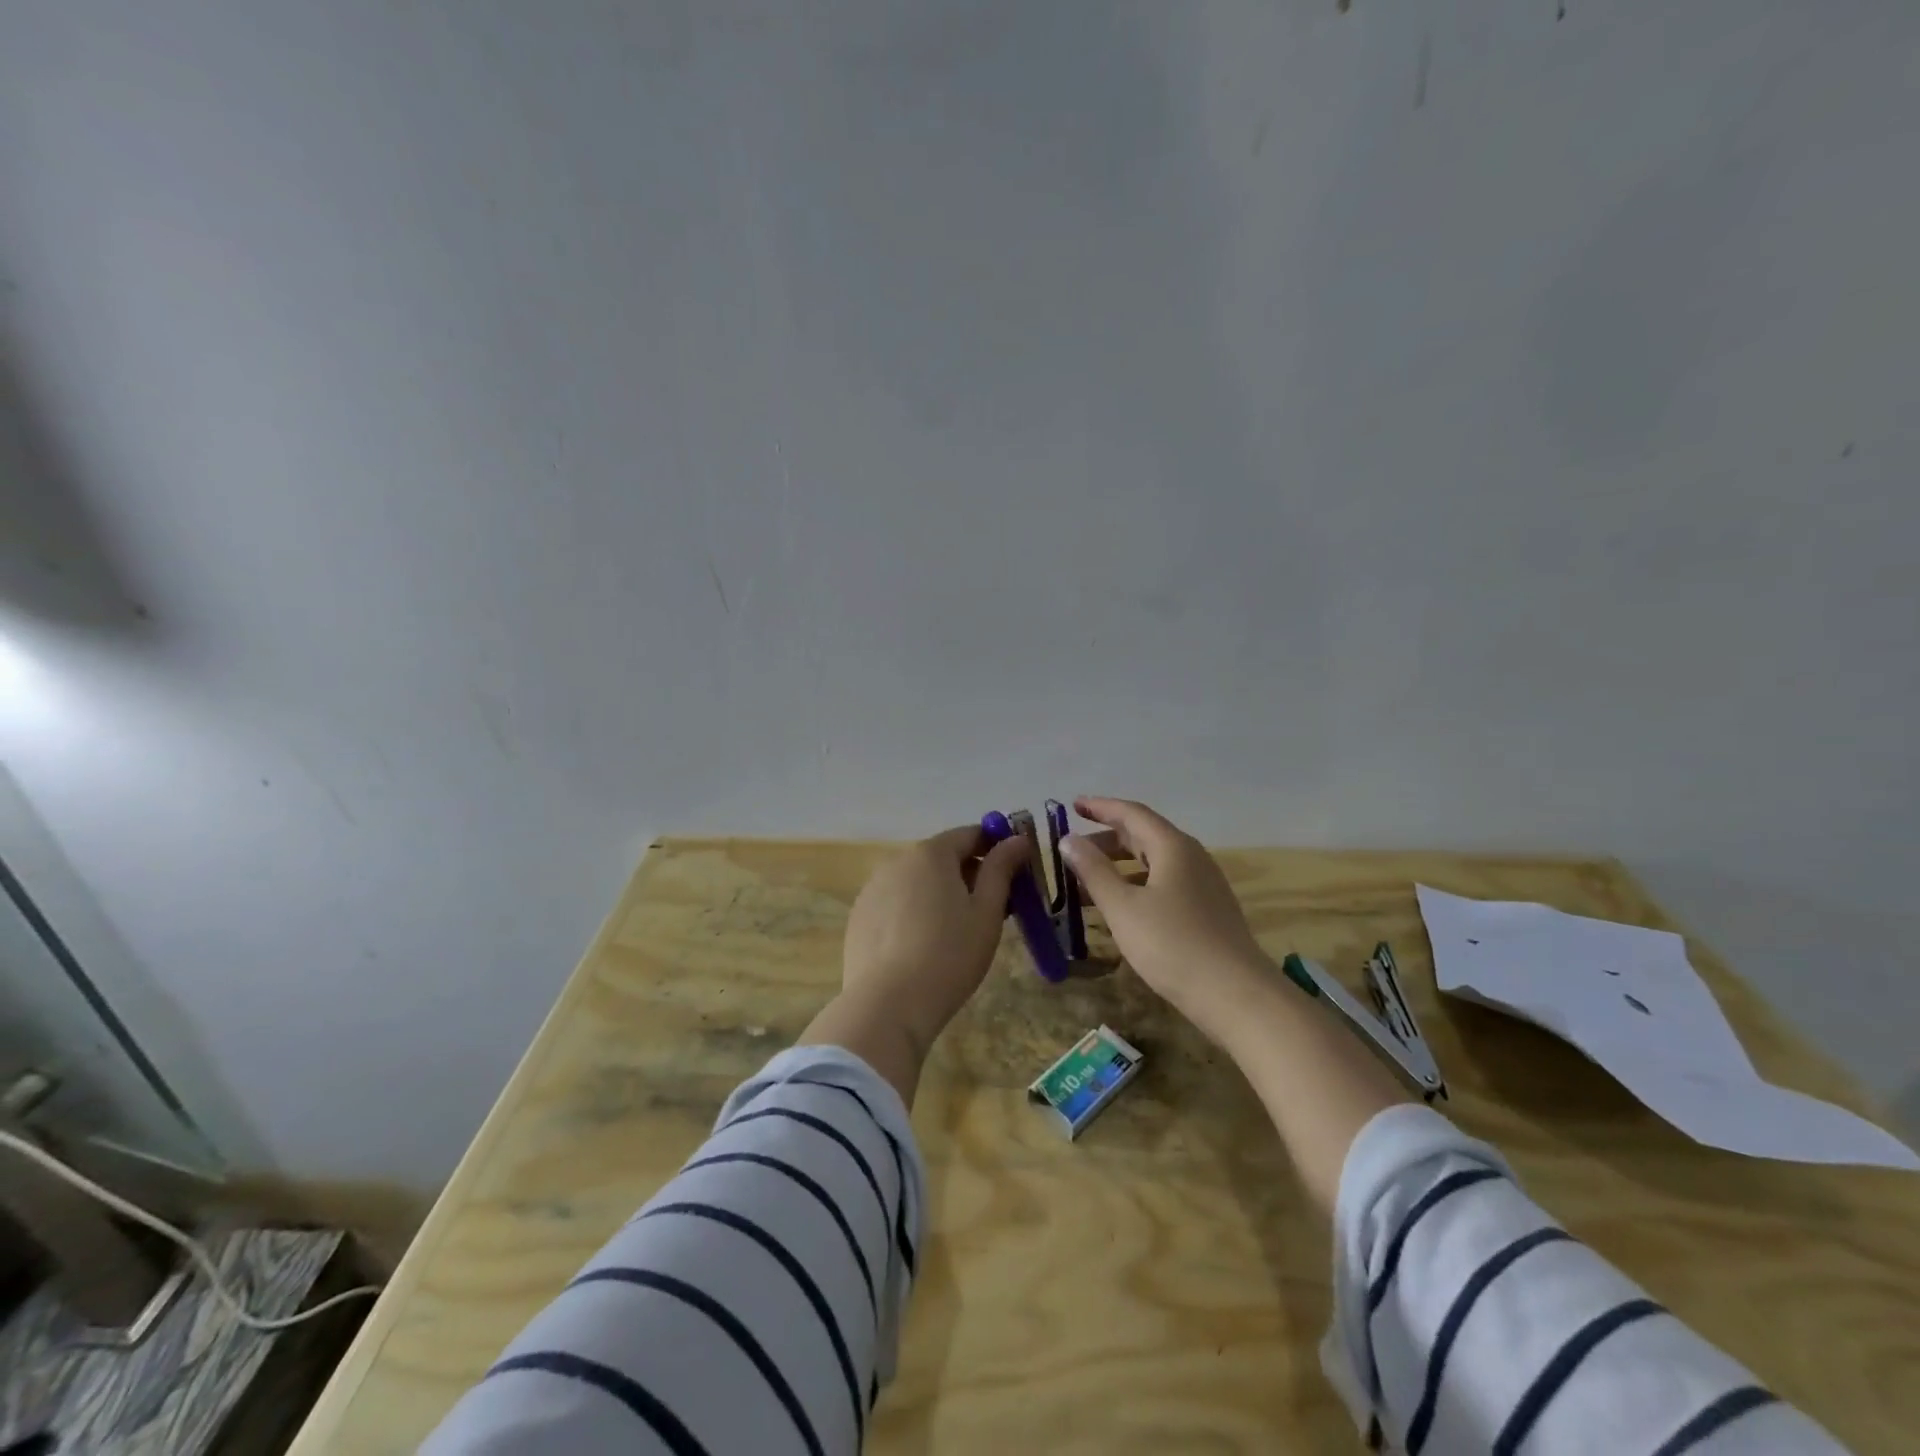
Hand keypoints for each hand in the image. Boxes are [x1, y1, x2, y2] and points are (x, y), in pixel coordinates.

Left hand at [838, 824, 1031, 1058]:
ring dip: (941, 893)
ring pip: (918, 881)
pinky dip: (915, 912)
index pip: (970, 834)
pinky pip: (896, 903)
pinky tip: (924, 946)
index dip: (996, 847)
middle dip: (970, 874)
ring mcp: (873, 888)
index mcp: (931, 853)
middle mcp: (897, 861)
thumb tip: (1017, 839)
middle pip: (942, 857)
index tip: (1015, 872)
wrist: (887, 1005)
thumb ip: (1001, 870)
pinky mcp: (860, 916)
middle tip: (993, 908)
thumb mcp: (986, 913)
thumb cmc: (948, 955)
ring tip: (958, 932)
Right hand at [1061, 796, 1270, 1038]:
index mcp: (1173, 847)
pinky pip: (1164, 883)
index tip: (1073, 804)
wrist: (1237, 996)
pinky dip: (1136, 885)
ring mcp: (1203, 884)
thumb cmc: (1173, 945)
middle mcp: (1191, 857)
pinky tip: (1120, 908)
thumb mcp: (1123, 908)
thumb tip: (1068, 840)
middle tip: (1073, 850)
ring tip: (1087, 882)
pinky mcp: (1207, 910)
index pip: (1132, 813)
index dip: (1100, 807)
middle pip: (1144, 835)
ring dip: (1119, 866)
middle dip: (1106, 839)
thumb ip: (1094, 871)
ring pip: (1154, 862)